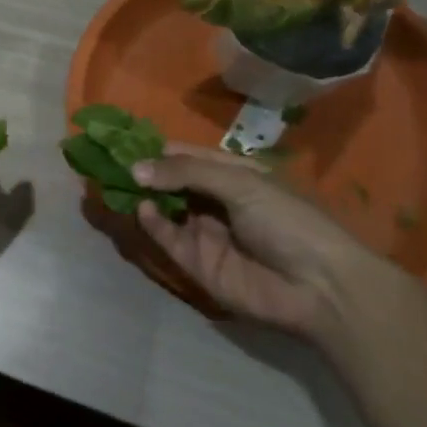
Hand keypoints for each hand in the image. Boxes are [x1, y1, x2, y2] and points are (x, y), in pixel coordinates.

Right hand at [132, 142, 391, 337]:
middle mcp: (213, 200)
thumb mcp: (240, 183)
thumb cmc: (288, 221)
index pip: (184, 155)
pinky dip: (152, 223)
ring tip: (115, 182)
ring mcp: (203, 232)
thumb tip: (135, 168)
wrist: (320, 287)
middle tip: (106, 161)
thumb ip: (186, 172)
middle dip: (140, 171)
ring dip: (140, 195)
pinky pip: (166, 238)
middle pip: (168, 181)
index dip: (155, 148)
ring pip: (162, 208)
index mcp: (231, 174)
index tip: (121, 139)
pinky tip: (144, 210)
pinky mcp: (196, 263)